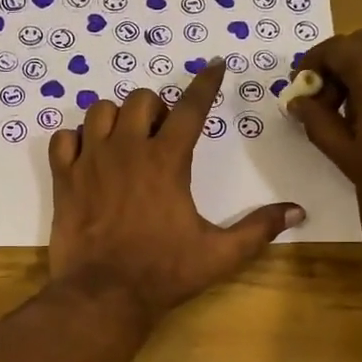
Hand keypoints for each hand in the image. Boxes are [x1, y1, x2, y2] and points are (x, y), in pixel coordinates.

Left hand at [48, 60, 304, 319]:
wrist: (104, 295)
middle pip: (141, 99)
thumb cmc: (164, 272)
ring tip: (125, 142)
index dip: (206, 83)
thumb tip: (298, 212)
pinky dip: (76, 141)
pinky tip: (88, 159)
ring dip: (117, 118)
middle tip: (162, 135)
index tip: (214, 66)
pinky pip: (63, 139)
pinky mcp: (64, 179)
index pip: (191, 107)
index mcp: (167, 161)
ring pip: (100, 111)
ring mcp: (91, 161)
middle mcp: (127, 150)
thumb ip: (259, 228)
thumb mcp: (220, 254)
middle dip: (157, 109)